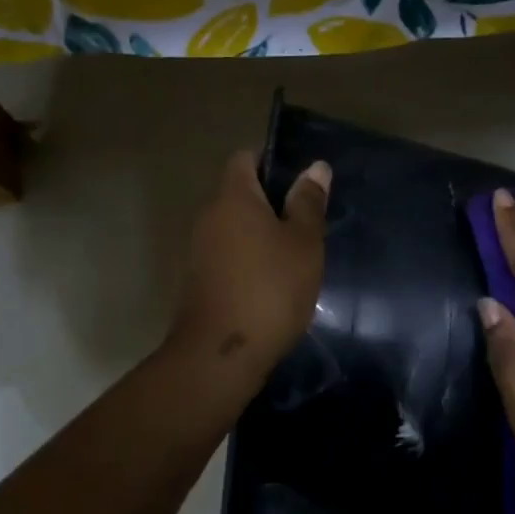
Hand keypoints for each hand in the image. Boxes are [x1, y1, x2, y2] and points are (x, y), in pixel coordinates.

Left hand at [168, 151, 329, 375]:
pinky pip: (227, 258)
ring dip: (260, 237)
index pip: (245, 159)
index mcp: (233, 198)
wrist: (221, 354)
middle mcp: (209, 217)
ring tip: (294, 259)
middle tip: (306, 225)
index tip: (300, 184)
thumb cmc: (270, 289)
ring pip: (234, 230)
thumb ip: (308, 203)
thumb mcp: (303, 244)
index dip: (271, 162)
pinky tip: (272, 286)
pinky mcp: (198, 282)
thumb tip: (316, 167)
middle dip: (271, 204)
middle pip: (239, 195)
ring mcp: (199, 251)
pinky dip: (248, 263)